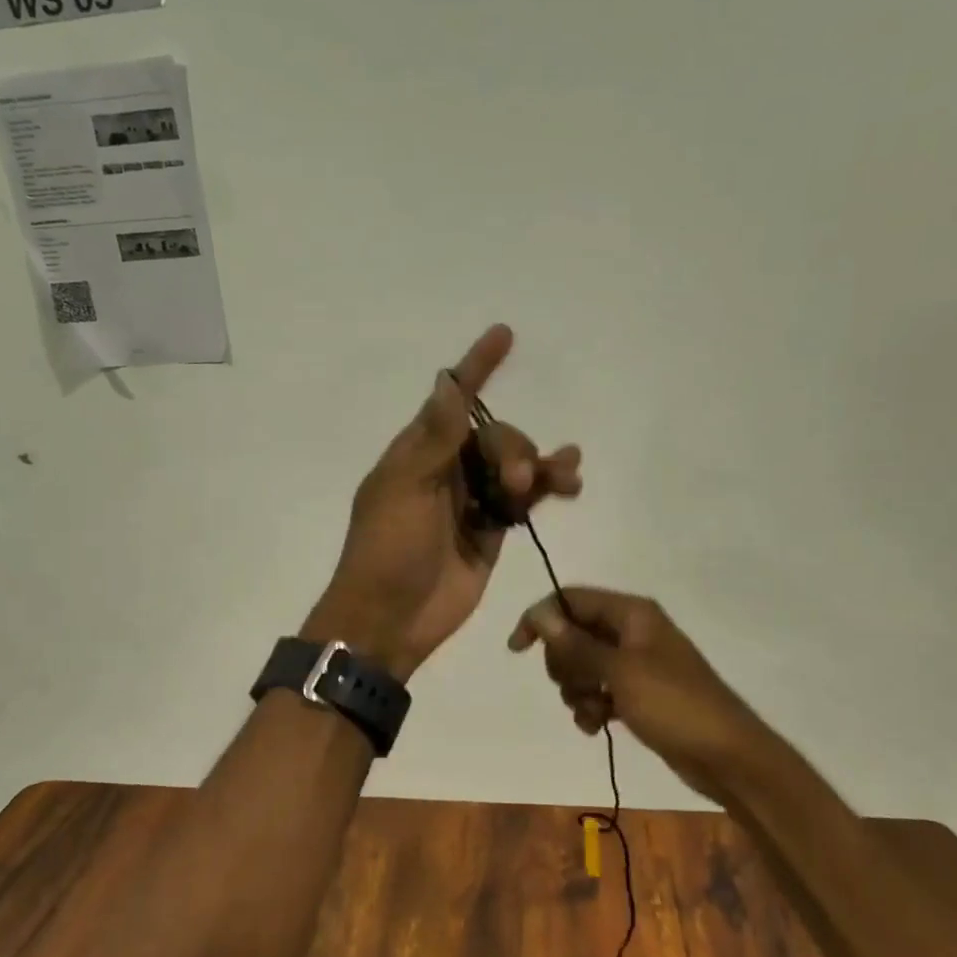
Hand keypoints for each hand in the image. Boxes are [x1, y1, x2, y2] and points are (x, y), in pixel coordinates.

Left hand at [306, 325, 581, 680]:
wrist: (390, 620)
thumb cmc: (387, 551)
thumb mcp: (406, 490)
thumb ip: (435, 438)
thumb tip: (446, 380)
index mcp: (417, 452)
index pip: (452, 400)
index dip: (476, 368)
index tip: (503, 335)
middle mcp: (445, 469)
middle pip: (494, 436)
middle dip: (513, 449)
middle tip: (515, 481)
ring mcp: (469, 500)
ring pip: (513, 465)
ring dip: (540, 464)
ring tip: (565, 475)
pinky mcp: (490, 530)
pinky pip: (522, 499)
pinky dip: (544, 488)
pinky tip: (568, 482)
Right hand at [508, 587, 758, 800]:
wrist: (727, 757)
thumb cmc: (674, 705)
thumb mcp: (619, 672)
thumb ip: (576, 644)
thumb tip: (540, 615)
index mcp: (631, 613)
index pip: (571, 599)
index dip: (541, 619)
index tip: (518, 650)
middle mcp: (631, 631)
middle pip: (573, 633)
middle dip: (564, 663)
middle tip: (578, 686)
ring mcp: (635, 664)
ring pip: (582, 666)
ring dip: (577, 691)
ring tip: (594, 712)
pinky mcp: (638, 694)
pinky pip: (599, 691)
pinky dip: (592, 707)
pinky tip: (597, 727)